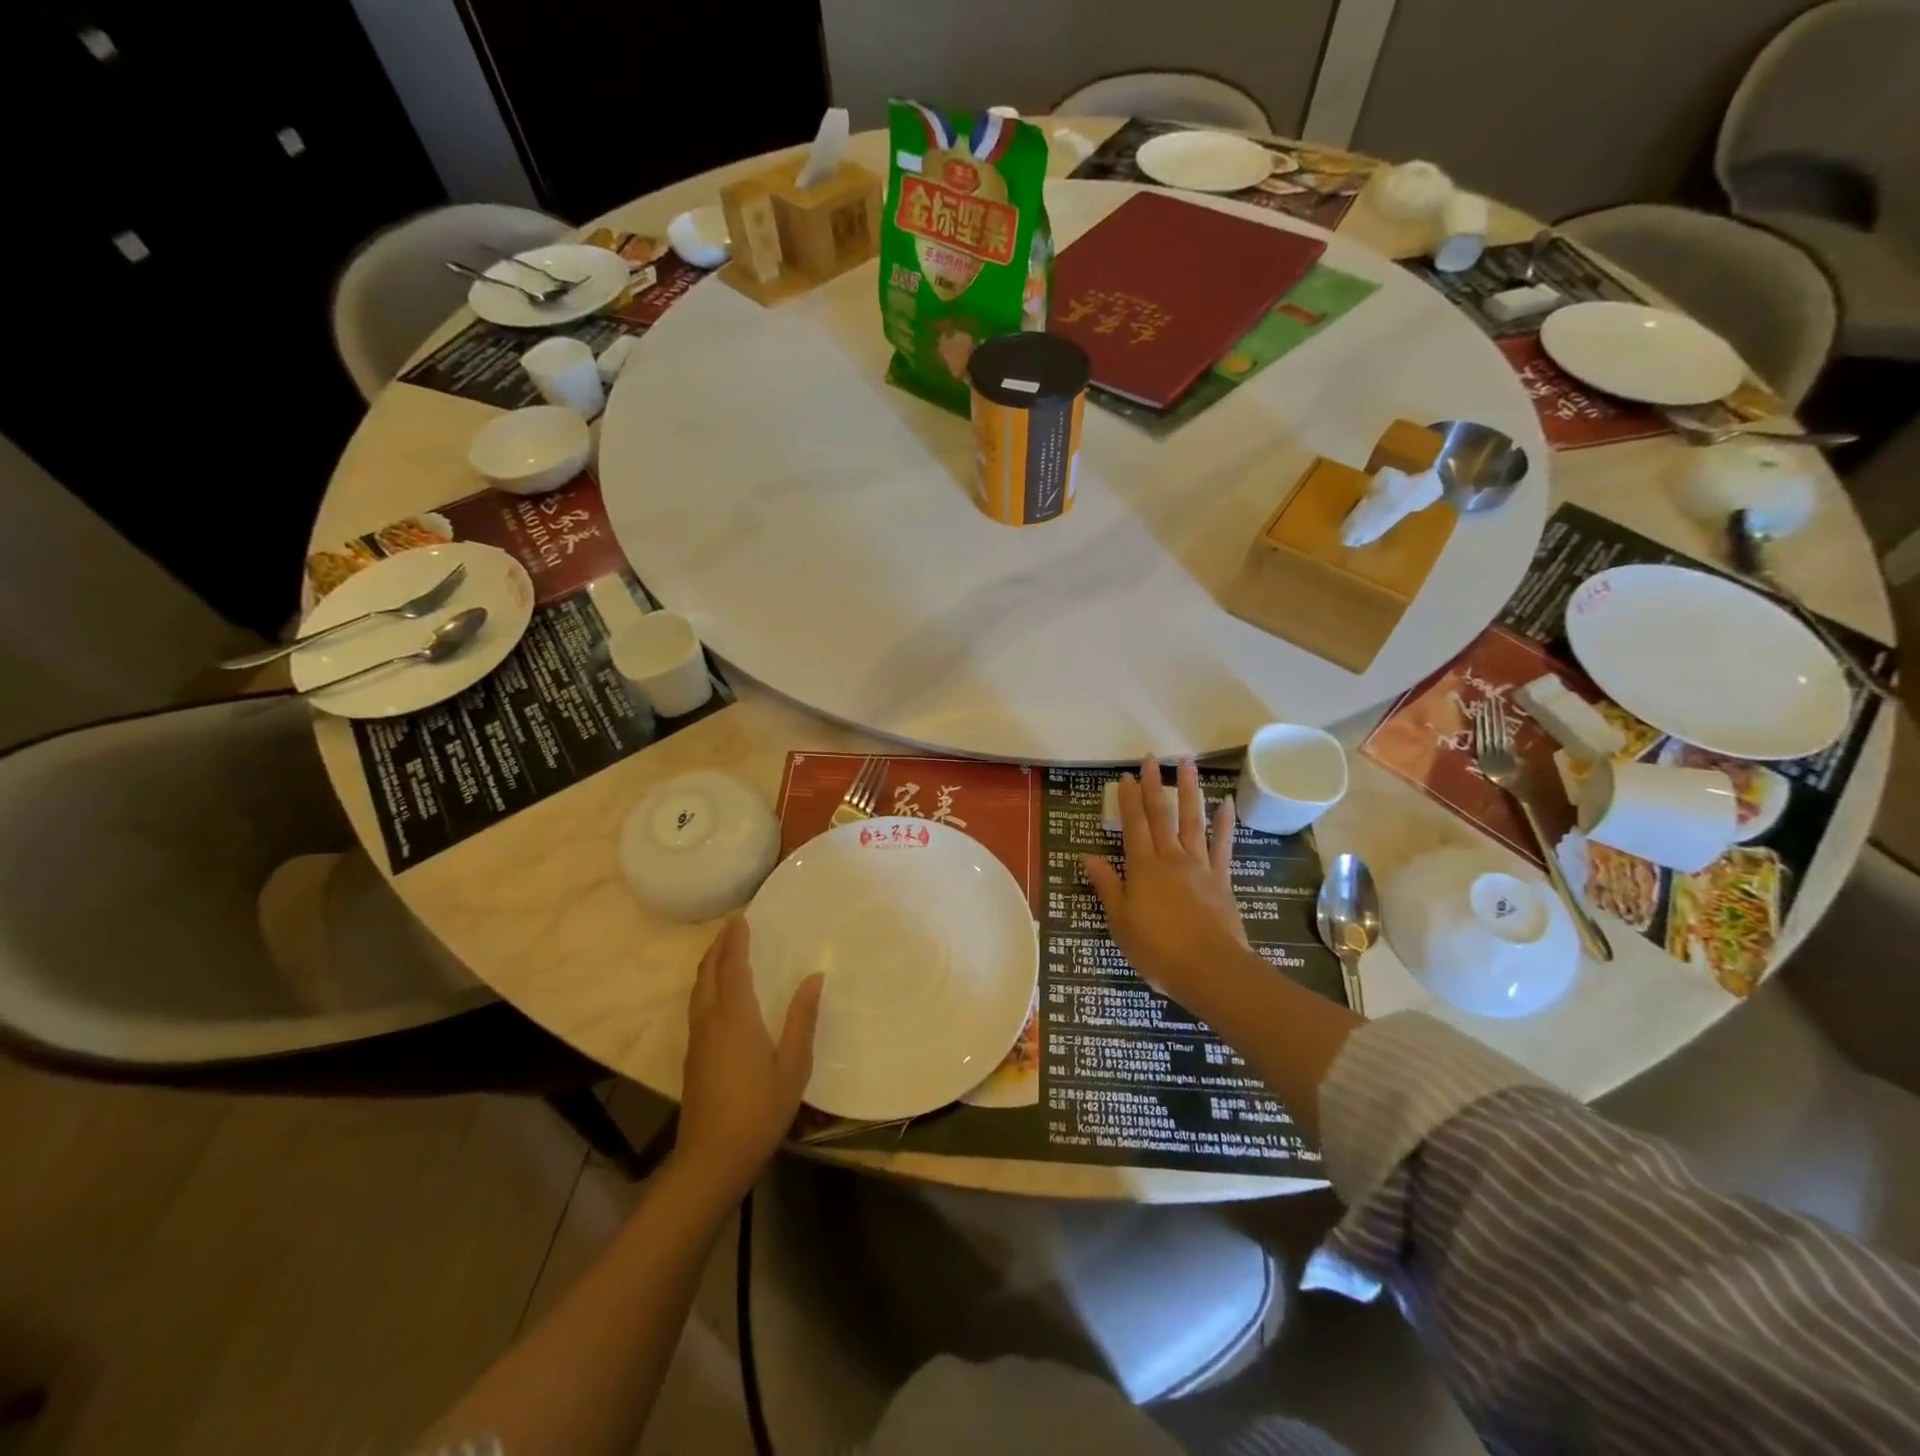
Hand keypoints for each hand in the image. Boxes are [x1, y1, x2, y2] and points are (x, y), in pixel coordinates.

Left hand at [676, 918, 821, 1201]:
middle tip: (734, 926)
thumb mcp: (793, 1066)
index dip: (736, 941)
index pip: (732, 967)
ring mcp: (697, 1039)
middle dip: (719, 946)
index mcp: (735, 1018)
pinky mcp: (692, 1055)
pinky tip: (719, 993)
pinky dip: (707, 984)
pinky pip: (697, 1004)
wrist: (711, 1159)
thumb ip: (802, 1019)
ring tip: (726, 950)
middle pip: (708, 972)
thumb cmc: (759, 1111)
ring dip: (710, 964)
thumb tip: (814, 977)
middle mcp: (710, 1020)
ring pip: (698, 988)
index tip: (743, 917)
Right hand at [1083, 760, 1252, 1007]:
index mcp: (1143, 868)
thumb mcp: (1121, 921)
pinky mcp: (1221, 879)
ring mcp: (1199, 866)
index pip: (1133, 825)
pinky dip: (1223, 823)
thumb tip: (1088, 857)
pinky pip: (1222, 845)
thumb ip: (1107, 886)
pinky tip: (1226, 803)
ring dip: (1189, 791)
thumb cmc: (1157, 949)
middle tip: (1152, 758)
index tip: (1126, 776)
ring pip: (1192, 821)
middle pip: (1161, 815)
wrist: (1210, 969)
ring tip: (1187, 765)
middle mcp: (1171, 858)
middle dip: (1155, 786)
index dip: (1128, 800)